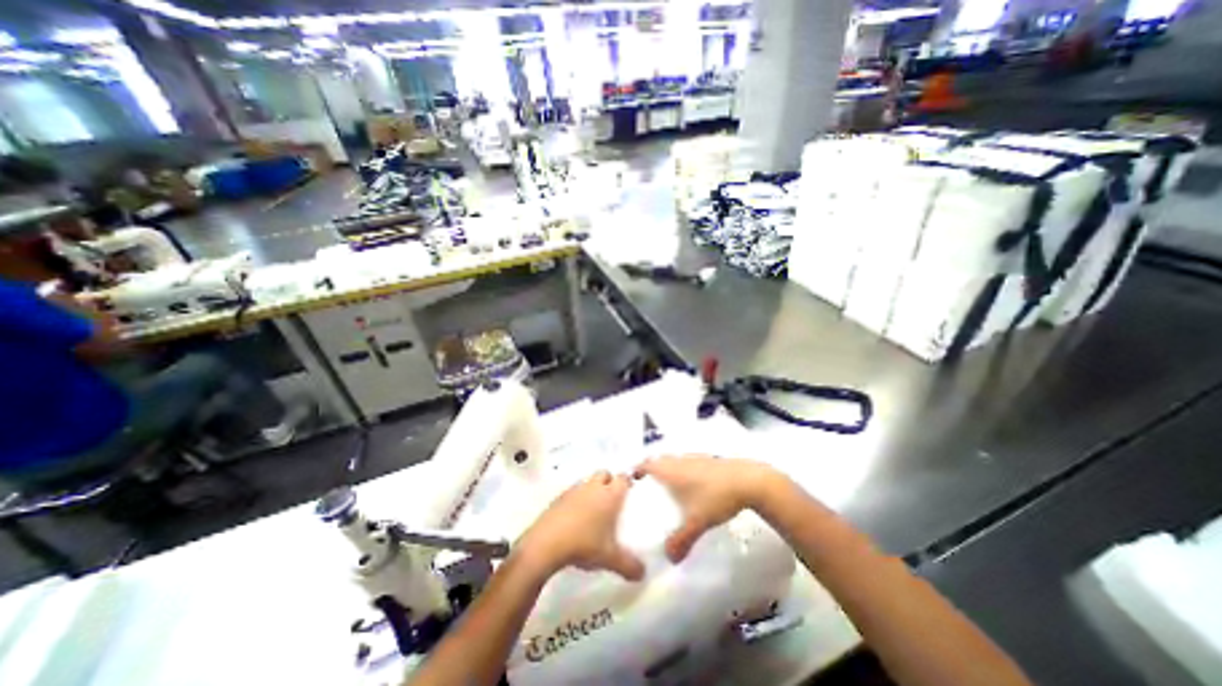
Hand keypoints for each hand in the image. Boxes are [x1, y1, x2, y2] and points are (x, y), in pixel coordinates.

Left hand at [516, 475, 647, 580]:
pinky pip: (573, 491)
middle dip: (609, 481)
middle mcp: (594, 487)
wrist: (546, 543)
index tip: (629, 492)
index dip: (627, 482)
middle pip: (605, 473)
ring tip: (593, 509)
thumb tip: (643, 573)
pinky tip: (575, 516)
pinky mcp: (560, 496)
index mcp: (610, 495)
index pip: (623, 478)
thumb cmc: (584, 544)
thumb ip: (629, 565)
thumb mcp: (610, 558)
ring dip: (592, 489)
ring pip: (588, 481)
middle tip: (612, 499)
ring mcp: (575, 490)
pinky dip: (577, 498)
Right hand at [629, 456, 770, 562]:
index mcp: (670, 470)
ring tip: (668, 490)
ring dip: (668, 471)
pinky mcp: (707, 459)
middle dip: (651, 473)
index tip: (632, 484)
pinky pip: (686, 463)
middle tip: (648, 491)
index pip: (646, 465)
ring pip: (673, 461)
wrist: (747, 481)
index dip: (637, 471)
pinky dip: (683, 471)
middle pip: (658, 461)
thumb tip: (669, 559)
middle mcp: (678, 460)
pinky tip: (692, 487)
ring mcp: (693, 457)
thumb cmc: (715, 497)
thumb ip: (680, 541)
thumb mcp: (696, 522)